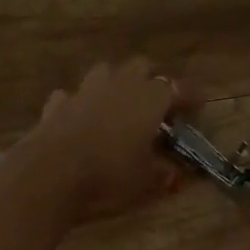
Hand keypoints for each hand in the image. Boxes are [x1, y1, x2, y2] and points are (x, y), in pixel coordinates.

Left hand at [25, 58, 186, 222]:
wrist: (49, 175)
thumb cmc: (108, 176)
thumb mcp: (145, 182)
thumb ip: (163, 174)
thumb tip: (174, 174)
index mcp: (149, 99)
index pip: (178, 89)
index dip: (190, 96)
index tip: (199, 104)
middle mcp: (118, 86)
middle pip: (141, 67)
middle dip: (151, 81)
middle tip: (157, 105)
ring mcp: (84, 91)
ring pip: (105, 72)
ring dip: (114, 83)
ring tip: (118, 105)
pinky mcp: (56, 105)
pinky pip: (71, 95)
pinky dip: (78, 104)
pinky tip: (79, 118)